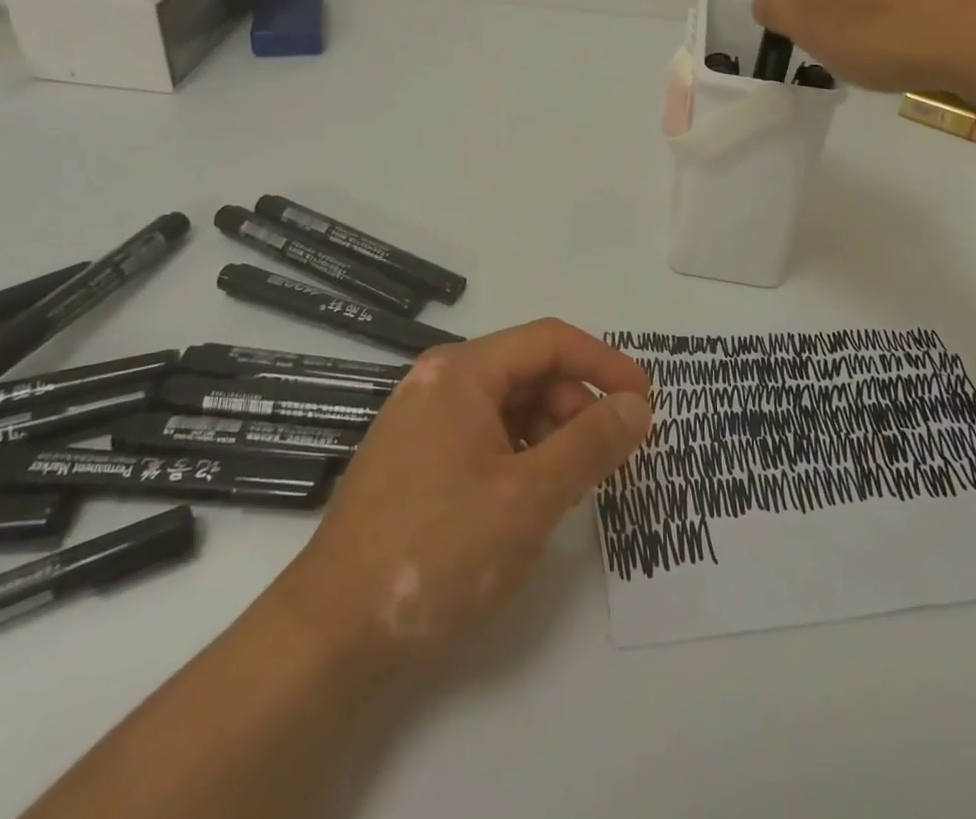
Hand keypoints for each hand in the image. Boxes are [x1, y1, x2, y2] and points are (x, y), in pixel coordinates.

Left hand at [268, 319, 651, 673]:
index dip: (605, 363)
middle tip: (608, 457)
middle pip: (529, 372)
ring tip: (569, 487)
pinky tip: (528, 500)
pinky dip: (519, 457)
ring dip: (550, 435)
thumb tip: (637, 406)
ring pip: (508, 408)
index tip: (645, 400)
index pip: (550, 341)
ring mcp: (422, 421)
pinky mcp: (414, 460)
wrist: (330, 635)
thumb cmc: (438, 551)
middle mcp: (439, 382)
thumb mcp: (530, 496)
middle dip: (577, 407)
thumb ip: (591, 444)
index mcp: (462, 372)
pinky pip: (483, 437)